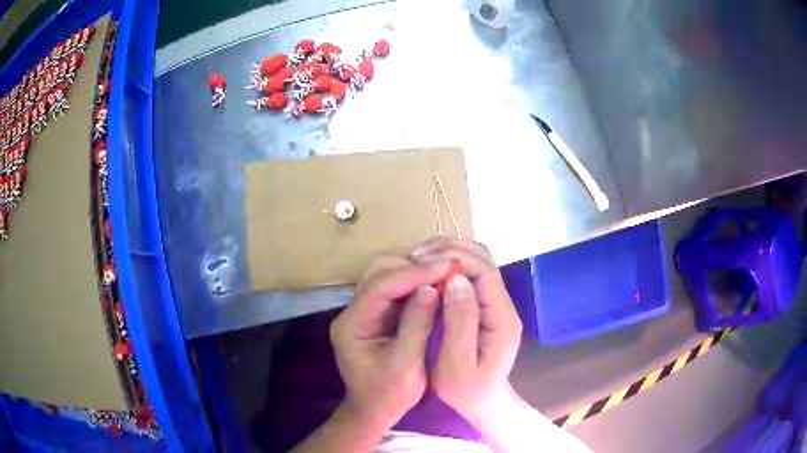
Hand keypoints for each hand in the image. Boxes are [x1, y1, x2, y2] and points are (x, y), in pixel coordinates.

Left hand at [329, 254, 450, 431]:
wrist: (374, 411)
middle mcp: (352, 312)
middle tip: (446, 270)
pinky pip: (394, 288)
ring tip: (442, 275)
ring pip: (385, 275)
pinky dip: (414, 284)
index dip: (413, 274)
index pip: (380, 287)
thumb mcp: (406, 367)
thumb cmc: (388, 395)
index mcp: (352, 325)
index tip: (446, 267)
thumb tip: (431, 288)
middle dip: (412, 267)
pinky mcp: (376, 314)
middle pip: (378, 272)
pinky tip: (434, 286)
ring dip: (413, 272)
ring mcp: (363, 311)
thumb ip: (416, 326)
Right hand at [410, 238, 522, 426]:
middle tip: (415, 257)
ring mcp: (496, 303)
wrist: (483, 400)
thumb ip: (460, 324)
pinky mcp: (486, 305)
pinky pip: (471, 273)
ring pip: (478, 261)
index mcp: (501, 319)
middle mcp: (503, 305)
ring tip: (419, 260)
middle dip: (450, 250)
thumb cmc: (466, 390)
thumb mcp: (456, 365)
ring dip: (450, 253)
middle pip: (483, 259)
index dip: (454, 259)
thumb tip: (456, 280)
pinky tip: (430, 272)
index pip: (484, 272)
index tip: (421, 262)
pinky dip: (450, 264)